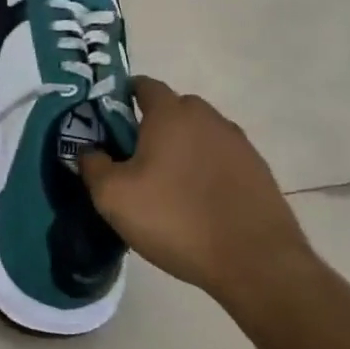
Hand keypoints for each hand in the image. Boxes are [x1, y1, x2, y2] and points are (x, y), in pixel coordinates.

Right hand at [78, 77, 313, 307]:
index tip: (107, 121)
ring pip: (199, 134)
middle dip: (152, 123)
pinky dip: (205, 169)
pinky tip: (196, 200)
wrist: (256, 263)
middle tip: (133, 156)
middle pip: (174, 108)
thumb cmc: (175, 219)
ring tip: (167, 183)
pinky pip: (221, 158)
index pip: (144, 85)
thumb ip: (92, 165)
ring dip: (182, 147)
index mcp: (171, 115)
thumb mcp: (112, 196)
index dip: (122, 97)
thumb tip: (90, 152)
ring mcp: (239, 145)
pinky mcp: (259, 172)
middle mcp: (208, 119)